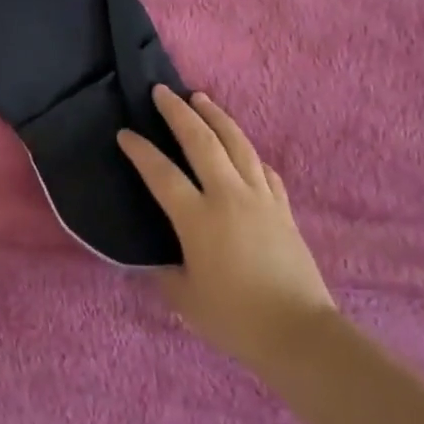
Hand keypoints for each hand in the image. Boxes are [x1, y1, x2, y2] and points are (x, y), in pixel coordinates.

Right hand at [118, 88, 334, 374]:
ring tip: (201, 98)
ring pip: (236, 143)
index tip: (124, 133)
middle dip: (178, 113)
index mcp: (198, 218)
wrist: (298, 331)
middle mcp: (228, 196)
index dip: (140, 151)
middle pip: (201, 141)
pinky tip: (242, 147)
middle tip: (162, 92)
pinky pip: (262, 168)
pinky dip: (247, 151)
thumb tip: (155, 258)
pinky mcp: (283, 207)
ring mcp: (260, 197)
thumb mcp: (184, 298)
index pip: (162, 173)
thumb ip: (165, 272)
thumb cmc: (234, 317)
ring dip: (216, 116)